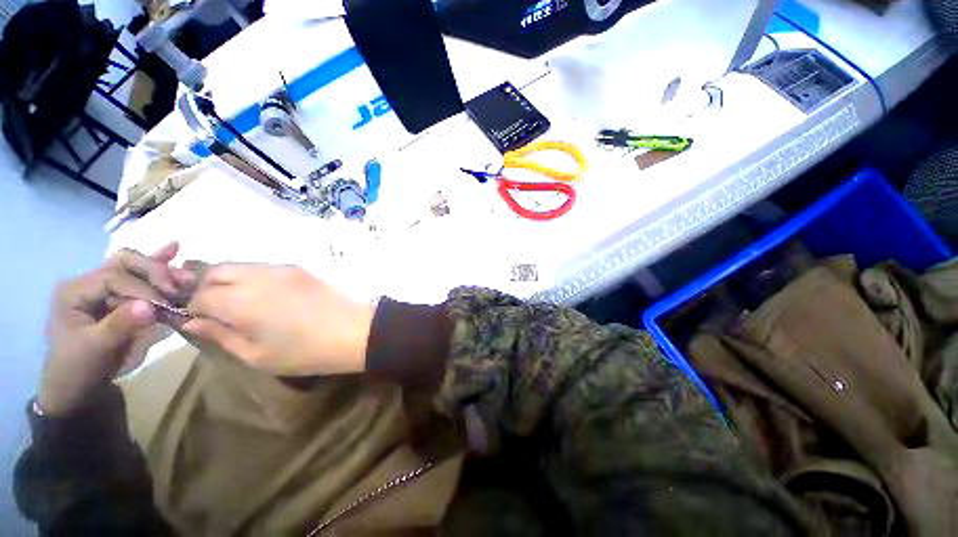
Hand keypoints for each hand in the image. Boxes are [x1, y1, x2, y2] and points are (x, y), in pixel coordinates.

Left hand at [37, 243, 193, 415]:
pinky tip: (174, 249)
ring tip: (186, 276)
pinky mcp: (119, 296)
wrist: (77, 387)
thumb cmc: (79, 368)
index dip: (142, 288)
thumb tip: (150, 307)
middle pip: (125, 262)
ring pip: (135, 266)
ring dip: (162, 270)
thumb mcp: (95, 350)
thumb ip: (119, 325)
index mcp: (75, 291)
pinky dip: (158, 264)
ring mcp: (104, 288)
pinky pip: (139, 275)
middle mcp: (89, 282)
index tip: (164, 306)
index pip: (114, 277)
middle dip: (154, 271)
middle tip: (178, 287)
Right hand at [182, 264, 374, 376]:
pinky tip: (263, 294)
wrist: (354, 331)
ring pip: (240, 265)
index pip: (199, 296)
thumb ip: (221, 335)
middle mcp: (257, 276)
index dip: (192, 308)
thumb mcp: (257, 355)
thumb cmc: (305, 352)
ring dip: (228, 279)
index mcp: (240, 300)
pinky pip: (264, 266)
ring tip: (238, 301)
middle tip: (214, 309)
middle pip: (215, 270)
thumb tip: (192, 322)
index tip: (199, 321)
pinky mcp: (300, 268)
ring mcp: (281, 268)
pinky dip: (252, 276)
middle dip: (205, 287)